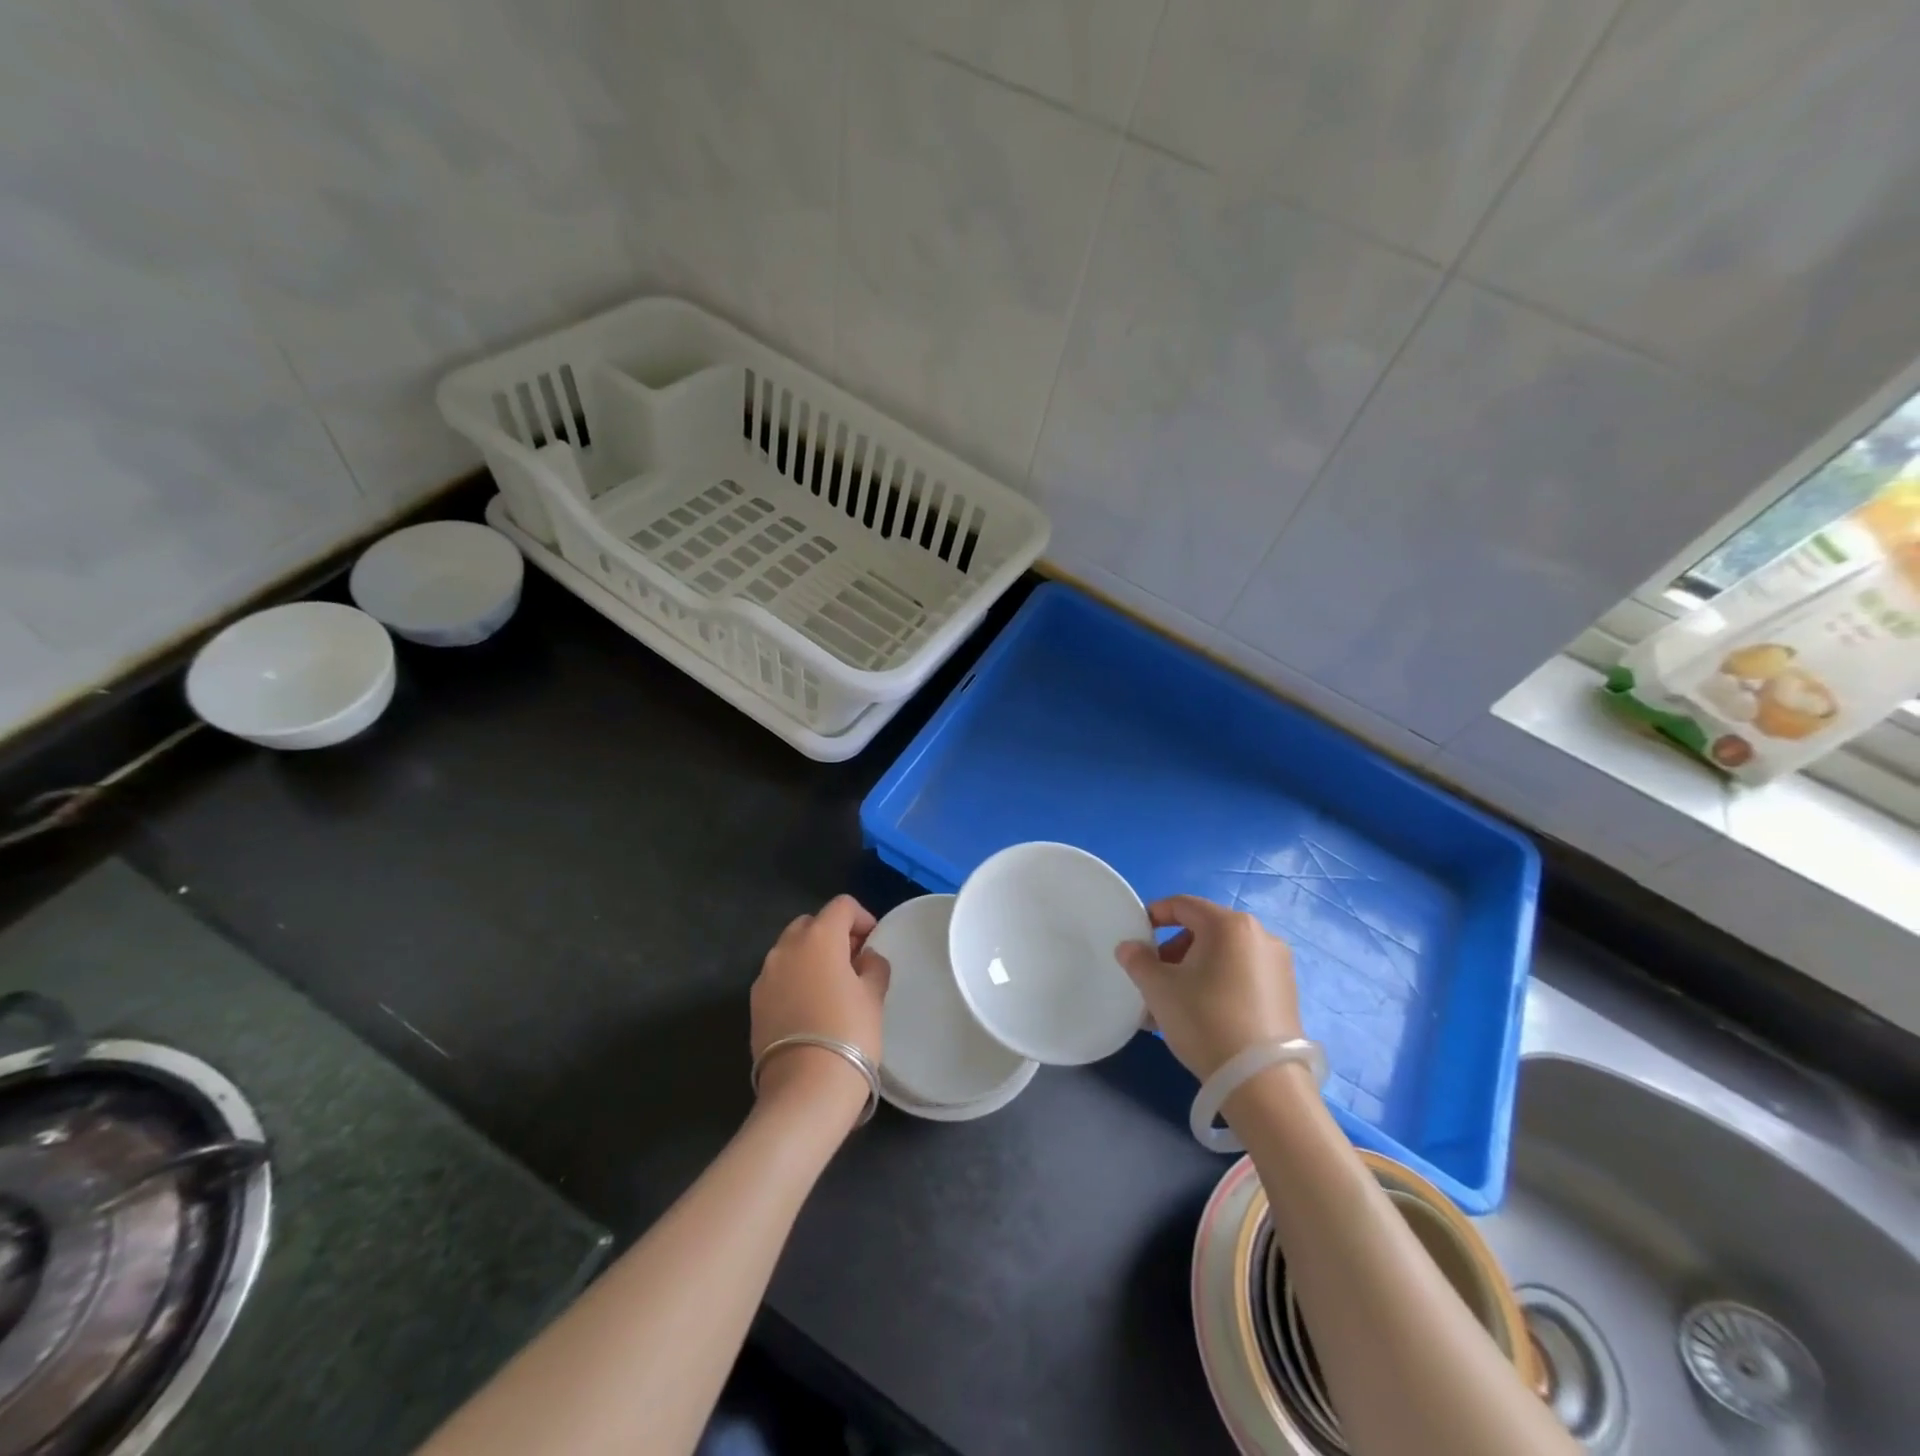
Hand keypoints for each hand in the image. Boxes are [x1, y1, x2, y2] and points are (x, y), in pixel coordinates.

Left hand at [750, 895, 890, 1123]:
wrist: (805, 1089)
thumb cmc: (849, 1033)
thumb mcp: (874, 996)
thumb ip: (873, 966)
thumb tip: (866, 958)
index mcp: (819, 938)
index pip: (841, 906)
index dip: (861, 918)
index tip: (873, 942)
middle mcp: (786, 948)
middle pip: (811, 924)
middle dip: (832, 934)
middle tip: (853, 962)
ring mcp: (765, 976)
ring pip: (791, 950)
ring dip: (811, 957)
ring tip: (832, 986)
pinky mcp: (754, 1003)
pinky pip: (778, 977)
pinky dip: (795, 980)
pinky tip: (811, 1007)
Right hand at [1115, 895, 1302, 1080]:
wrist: (1261, 1082)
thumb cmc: (1205, 1020)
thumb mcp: (1158, 988)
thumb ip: (1137, 960)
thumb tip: (1129, 948)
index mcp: (1229, 924)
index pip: (1183, 905)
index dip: (1154, 915)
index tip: (1136, 936)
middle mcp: (1260, 936)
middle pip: (1204, 931)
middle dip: (1173, 951)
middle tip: (1153, 978)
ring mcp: (1278, 966)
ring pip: (1223, 956)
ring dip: (1193, 971)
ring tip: (1172, 1004)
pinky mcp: (1287, 995)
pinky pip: (1242, 977)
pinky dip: (1218, 985)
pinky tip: (1201, 1017)